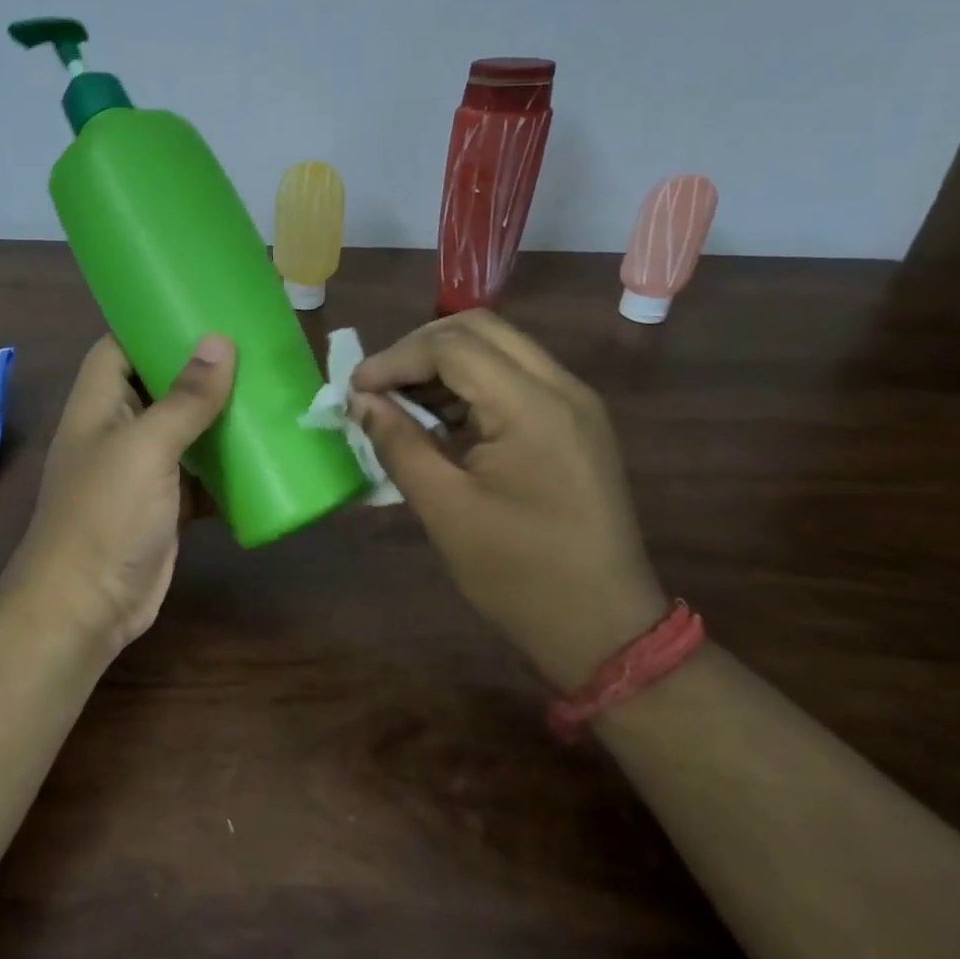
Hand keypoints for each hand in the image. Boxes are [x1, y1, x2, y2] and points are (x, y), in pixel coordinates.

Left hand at [2, 334, 235, 653]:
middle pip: (158, 385)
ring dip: (218, 417)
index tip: (200, 310)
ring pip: (184, 431)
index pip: (118, 347)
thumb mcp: (146, 448)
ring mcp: (141, 470)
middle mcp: (117, 429)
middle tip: (251, 347)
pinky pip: (200, 475)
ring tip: (267, 389)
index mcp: (98, 404)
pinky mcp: (165, 505)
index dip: (151, 325)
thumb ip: (184, 398)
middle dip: (199, 370)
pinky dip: (226, 467)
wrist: (87, 608)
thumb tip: (220, 341)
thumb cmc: (106, 515)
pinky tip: (264, 453)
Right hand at [350, 310, 664, 691]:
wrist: (605, 628)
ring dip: (443, 364)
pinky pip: (515, 378)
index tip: (354, 390)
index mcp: (534, 407)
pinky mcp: (575, 424)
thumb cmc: (519, 575)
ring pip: (498, 348)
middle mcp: (562, 388)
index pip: (453, 346)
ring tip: (400, 402)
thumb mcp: (445, 509)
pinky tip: (440, 418)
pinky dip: (470, 385)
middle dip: (418, 348)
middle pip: (479, 330)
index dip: (395, 359)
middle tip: (377, 386)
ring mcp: (575, 404)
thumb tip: (360, 401)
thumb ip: (399, 443)